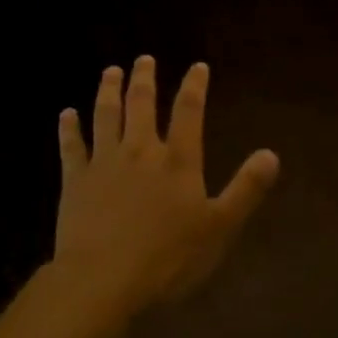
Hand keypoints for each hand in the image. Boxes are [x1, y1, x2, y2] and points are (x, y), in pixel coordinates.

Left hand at [53, 57, 279, 317]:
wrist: (102, 279)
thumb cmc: (167, 258)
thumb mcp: (219, 228)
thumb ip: (245, 189)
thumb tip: (271, 154)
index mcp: (176, 160)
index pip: (188, 112)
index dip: (194, 86)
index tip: (197, 66)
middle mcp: (139, 150)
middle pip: (141, 104)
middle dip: (144, 78)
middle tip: (144, 58)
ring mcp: (104, 162)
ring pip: (106, 116)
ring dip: (108, 91)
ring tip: (110, 71)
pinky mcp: (76, 180)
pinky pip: (71, 147)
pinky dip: (69, 128)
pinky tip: (66, 114)